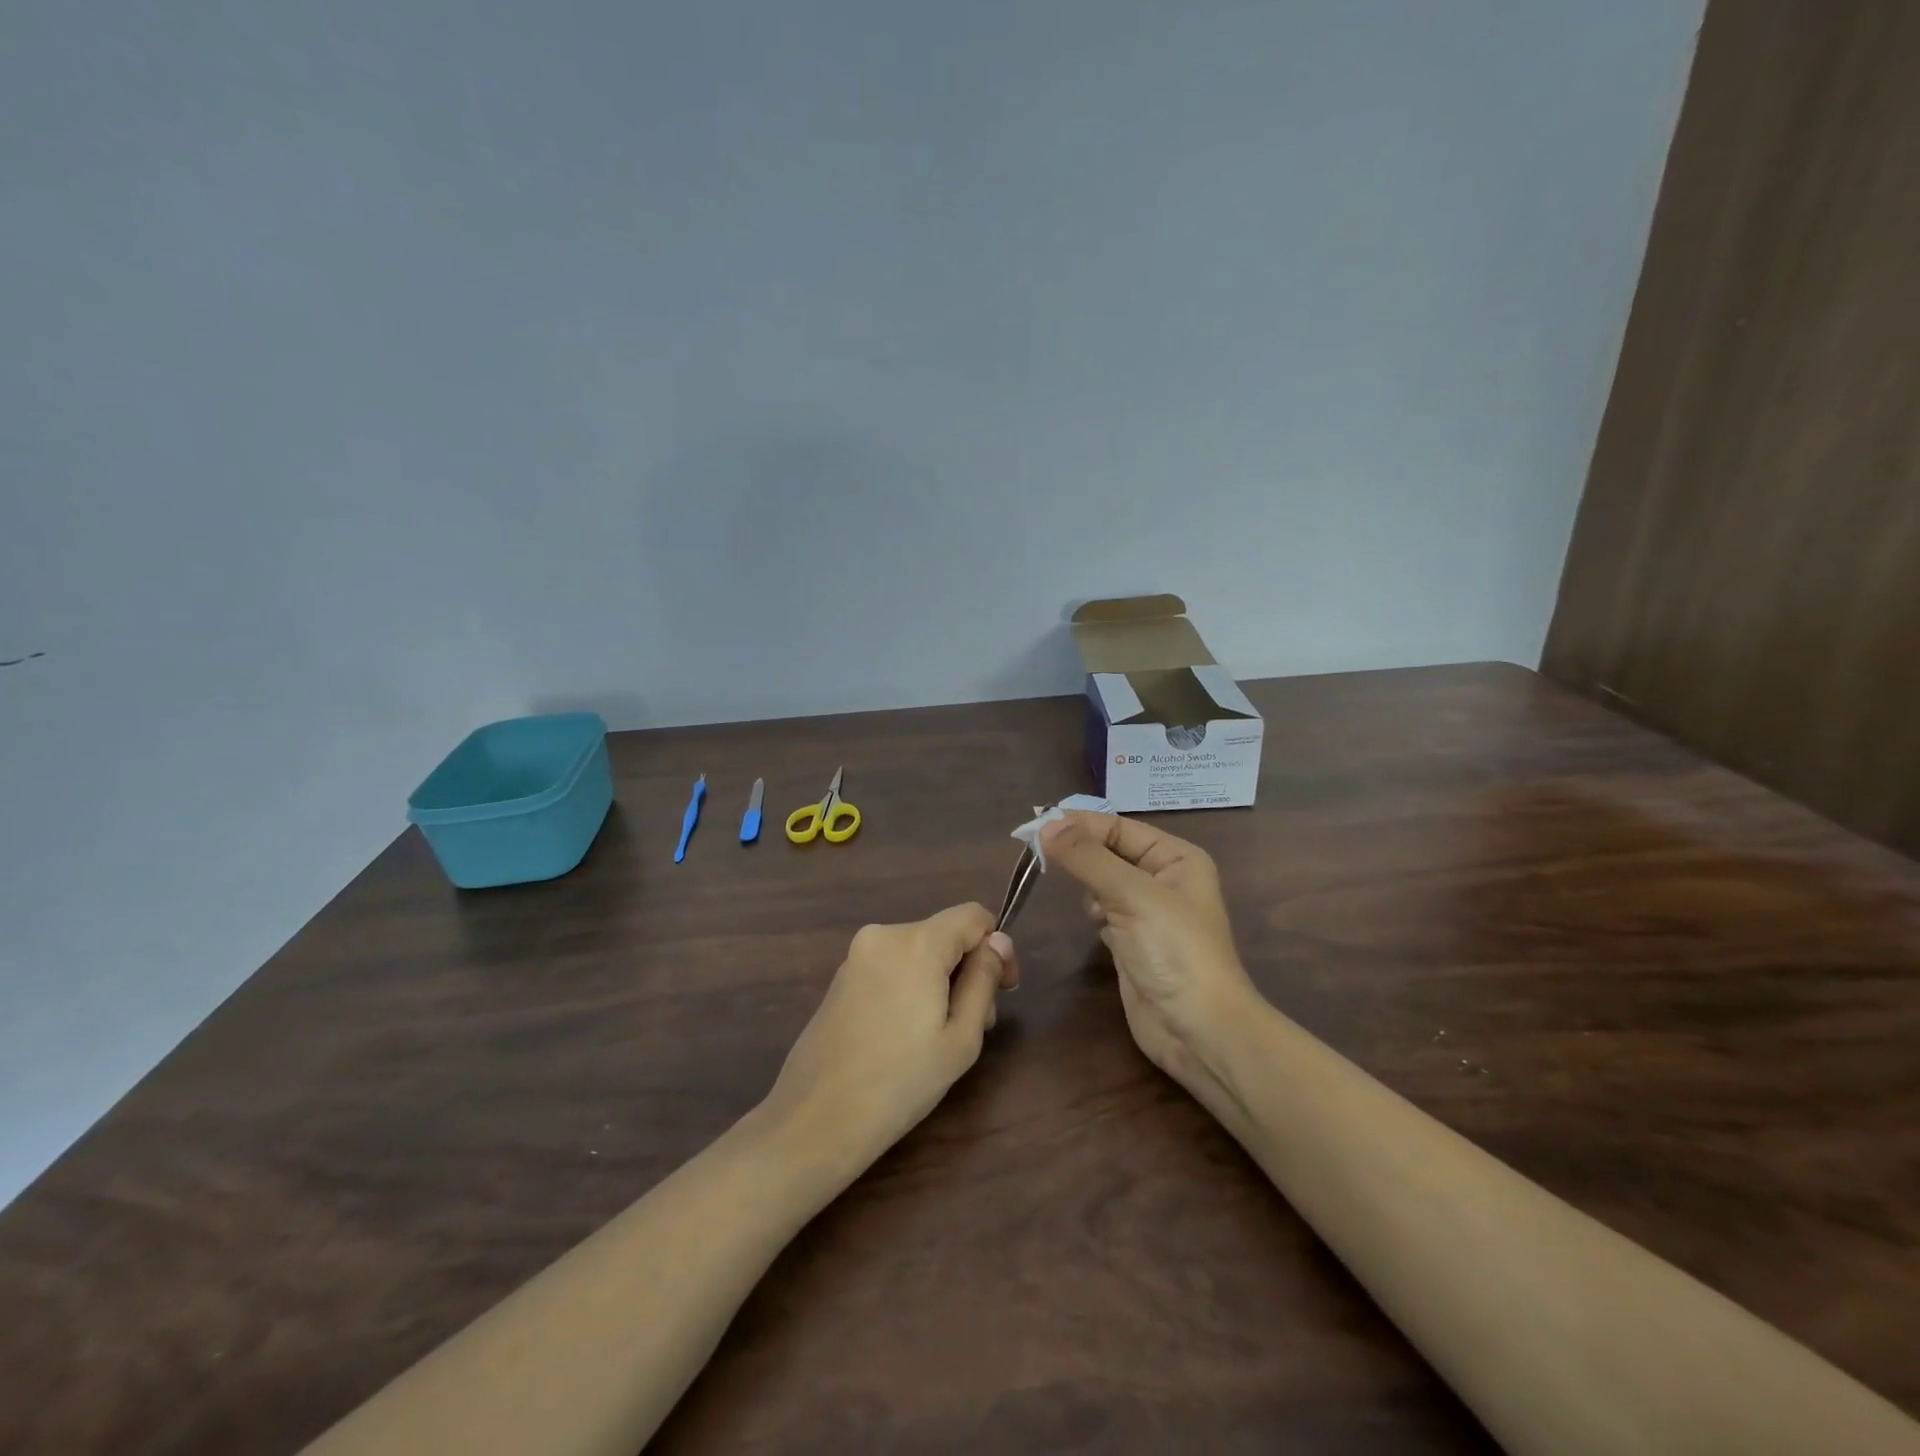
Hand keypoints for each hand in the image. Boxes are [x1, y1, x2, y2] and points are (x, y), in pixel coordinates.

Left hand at [763, 904, 1016, 1170]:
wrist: (815, 1119)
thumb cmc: (900, 1082)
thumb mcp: (961, 1038)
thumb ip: (983, 980)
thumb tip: (998, 941)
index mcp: (917, 942)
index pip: (973, 915)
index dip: (997, 946)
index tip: (1004, 990)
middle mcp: (884, 934)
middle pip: (945, 934)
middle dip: (968, 970)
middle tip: (977, 1025)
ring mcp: (857, 954)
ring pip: (919, 951)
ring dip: (941, 981)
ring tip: (941, 1037)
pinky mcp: (841, 976)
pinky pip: (892, 965)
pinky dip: (911, 986)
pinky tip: (906, 1035)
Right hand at [1040, 812, 1260, 1103]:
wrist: (1198, 1031)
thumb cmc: (1174, 951)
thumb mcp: (1132, 895)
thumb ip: (1087, 858)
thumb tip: (1046, 824)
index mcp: (1176, 858)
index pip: (1119, 828)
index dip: (1079, 824)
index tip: (1035, 825)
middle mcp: (1164, 879)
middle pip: (1109, 852)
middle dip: (1079, 852)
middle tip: (1037, 852)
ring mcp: (1148, 913)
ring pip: (1103, 881)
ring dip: (1086, 884)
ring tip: (1071, 889)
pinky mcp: (1132, 942)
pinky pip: (1103, 911)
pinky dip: (1093, 912)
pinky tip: (1094, 923)